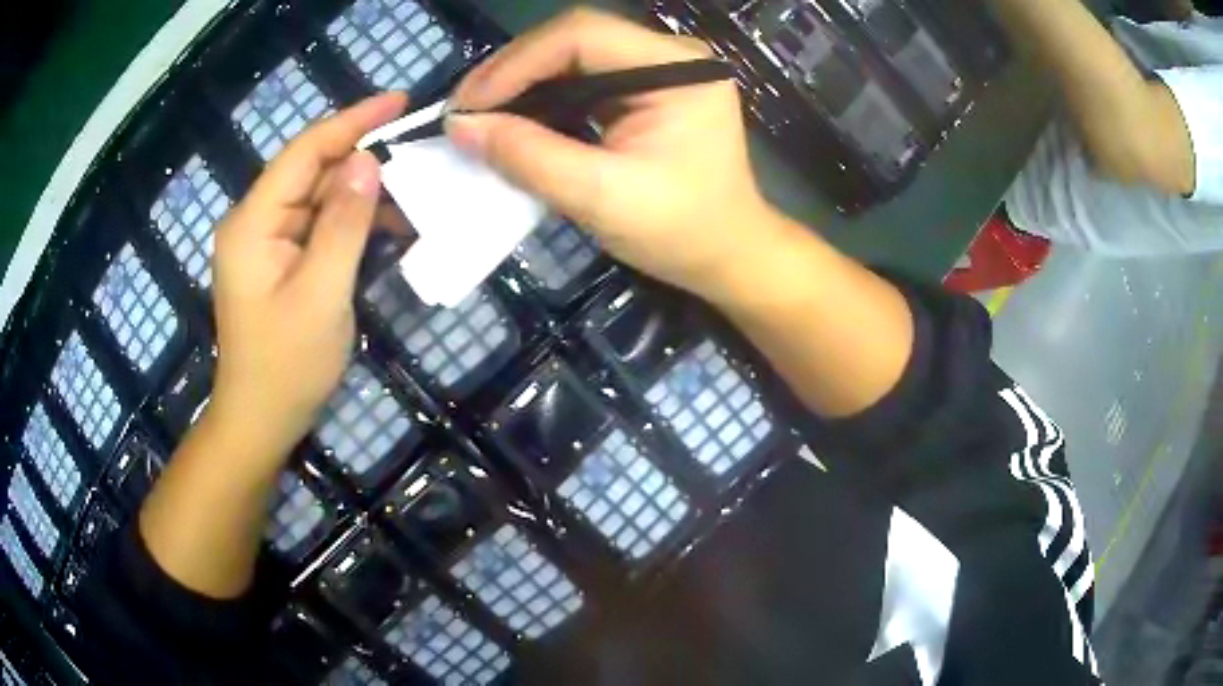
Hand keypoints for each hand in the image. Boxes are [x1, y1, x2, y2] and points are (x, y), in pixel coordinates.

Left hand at [208, 92, 406, 456]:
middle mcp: (254, 222)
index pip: (304, 152)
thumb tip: (367, 161)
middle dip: (361, 158)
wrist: (261, 420)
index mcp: (253, 223)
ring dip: (360, 193)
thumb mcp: (322, 293)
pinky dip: (350, 221)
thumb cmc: (287, 365)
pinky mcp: (278, 260)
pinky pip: (317, 225)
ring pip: (317, 197)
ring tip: (412, 192)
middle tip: (416, 152)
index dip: (352, 121)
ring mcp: (265, 242)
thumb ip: (343, 223)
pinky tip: (386, 225)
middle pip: (310, 171)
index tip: (399, 101)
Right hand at [448, 8, 777, 299]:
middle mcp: (670, 56)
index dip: (516, 63)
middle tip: (465, 110)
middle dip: (513, 71)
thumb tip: (461, 127)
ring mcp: (657, 70)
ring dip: (522, 83)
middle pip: (574, 38)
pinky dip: (542, 97)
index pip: (582, 35)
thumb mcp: (602, 198)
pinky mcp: (644, 89)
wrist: (727, 254)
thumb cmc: (681, 233)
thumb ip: (530, 158)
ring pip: (572, 56)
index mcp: (677, 70)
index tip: (468, 105)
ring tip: (479, 115)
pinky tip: (513, 119)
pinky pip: (581, 79)